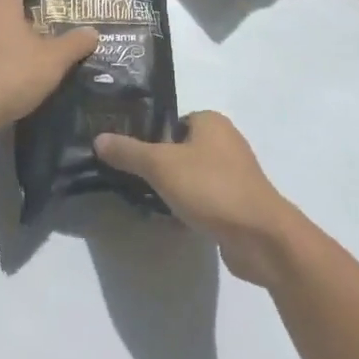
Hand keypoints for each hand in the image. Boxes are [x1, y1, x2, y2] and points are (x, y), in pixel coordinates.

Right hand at [95, 113, 299, 286]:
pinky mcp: (237, 202)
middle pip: (180, 149)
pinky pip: (204, 198)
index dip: (148, 137)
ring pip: (191, 175)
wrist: (259, 237)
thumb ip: (129, 152)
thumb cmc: (211, 188)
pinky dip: (188, 207)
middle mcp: (225, 141)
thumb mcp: (161, 166)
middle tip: (131, 181)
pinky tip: (171, 221)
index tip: (125, 155)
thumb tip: (99, 138)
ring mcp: (234, 173)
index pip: (171, 121)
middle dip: (158, 165)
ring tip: (145, 202)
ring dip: (172, 189)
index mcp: (211, 121)